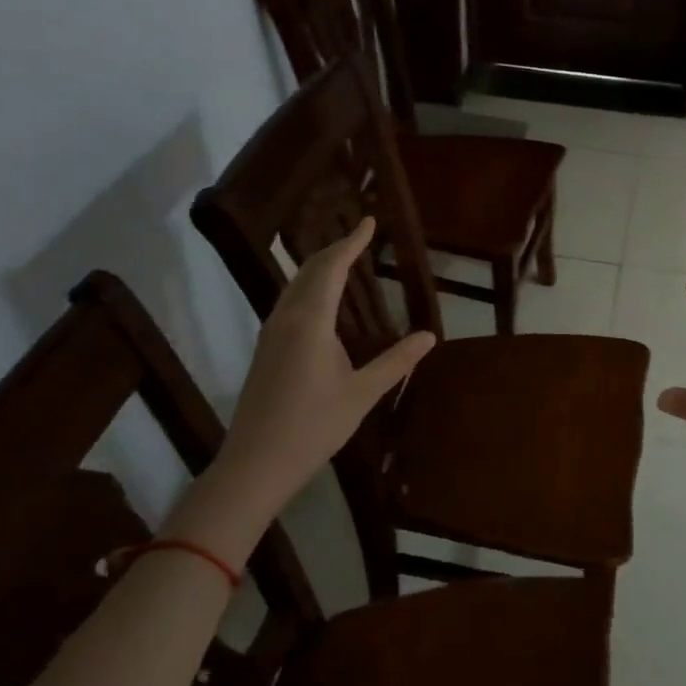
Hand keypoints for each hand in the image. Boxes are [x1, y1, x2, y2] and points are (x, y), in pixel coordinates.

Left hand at [172, 218, 434, 559]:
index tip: (369, 221)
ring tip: (344, 260)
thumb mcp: (362, 394)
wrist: (255, 464)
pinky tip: (322, 301)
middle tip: (360, 236)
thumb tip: (429, 336)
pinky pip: (289, 302)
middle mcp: (286, 319)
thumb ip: (396, 362)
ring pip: (294, 285)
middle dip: (334, 249)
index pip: (331, 268)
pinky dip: (309, 287)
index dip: (351, 242)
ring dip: (319, 267)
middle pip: (308, 270)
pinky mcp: (265, 350)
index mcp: (310, 322)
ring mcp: (270, 334)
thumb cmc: (313, 426)